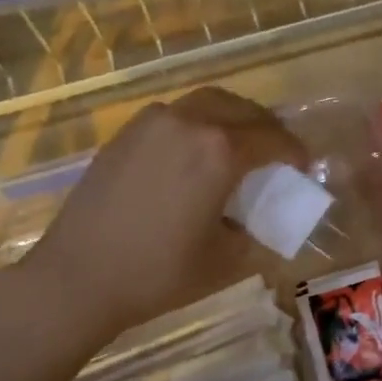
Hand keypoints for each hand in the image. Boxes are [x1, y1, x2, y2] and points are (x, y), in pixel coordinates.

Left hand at [11, 87, 307, 343]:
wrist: (77, 277)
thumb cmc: (158, 273)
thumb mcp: (225, 259)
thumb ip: (255, 231)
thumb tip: (259, 218)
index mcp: (220, 151)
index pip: (272, 138)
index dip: (294, 151)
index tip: (304, 165)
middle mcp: (188, 123)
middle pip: (240, 109)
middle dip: (265, 126)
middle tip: (274, 150)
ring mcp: (151, 123)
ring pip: (204, 103)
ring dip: (230, 118)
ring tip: (236, 145)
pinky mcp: (124, 134)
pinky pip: (173, 115)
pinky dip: (196, 123)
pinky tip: (192, 154)